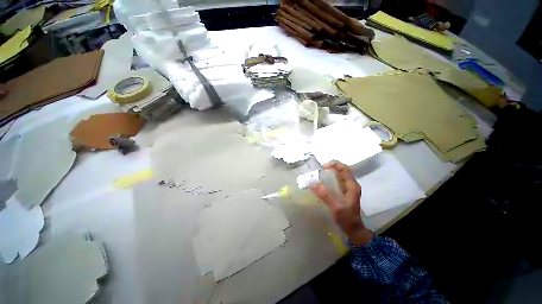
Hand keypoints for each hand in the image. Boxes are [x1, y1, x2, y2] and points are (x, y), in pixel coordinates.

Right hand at [310, 161, 372, 245]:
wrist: (355, 230)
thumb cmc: (347, 219)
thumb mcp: (336, 207)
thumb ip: (325, 195)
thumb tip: (312, 184)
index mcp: (352, 186)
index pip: (345, 169)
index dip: (334, 165)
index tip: (323, 167)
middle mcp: (351, 185)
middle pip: (342, 171)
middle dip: (331, 168)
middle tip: (320, 171)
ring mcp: (349, 189)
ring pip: (340, 176)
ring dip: (331, 173)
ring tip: (320, 176)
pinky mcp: (345, 194)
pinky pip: (338, 182)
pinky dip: (331, 180)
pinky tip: (323, 184)